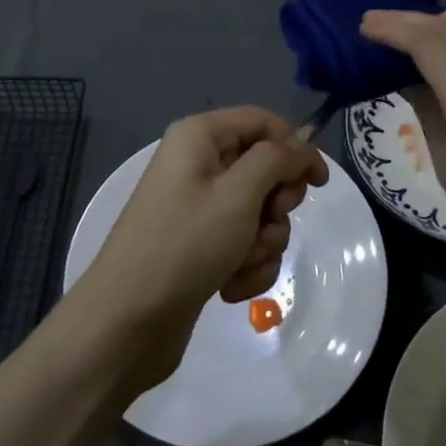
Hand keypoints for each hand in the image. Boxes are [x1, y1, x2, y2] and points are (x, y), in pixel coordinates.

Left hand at [80, 107, 327, 387]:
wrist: (126, 322)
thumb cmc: (184, 245)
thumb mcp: (238, 194)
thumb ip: (277, 160)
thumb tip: (302, 140)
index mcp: (200, 137)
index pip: (262, 122)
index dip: (295, 147)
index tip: (319, 183)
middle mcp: (198, 164)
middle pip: (264, 169)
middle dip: (275, 205)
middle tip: (266, 223)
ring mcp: (198, 208)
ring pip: (259, 213)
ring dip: (262, 243)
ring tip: (240, 265)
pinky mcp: (200, 247)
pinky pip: (243, 244)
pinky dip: (246, 266)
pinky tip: (229, 288)